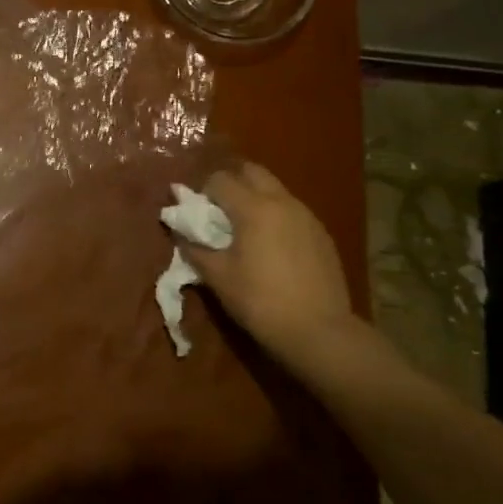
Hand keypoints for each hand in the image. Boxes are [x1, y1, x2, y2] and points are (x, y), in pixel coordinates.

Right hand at [180, 162, 357, 365]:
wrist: (319, 331)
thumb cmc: (260, 301)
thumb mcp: (218, 277)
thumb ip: (194, 248)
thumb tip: (180, 232)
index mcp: (253, 207)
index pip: (220, 179)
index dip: (203, 192)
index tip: (197, 214)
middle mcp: (282, 201)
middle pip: (251, 172)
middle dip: (232, 183)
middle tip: (220, 212)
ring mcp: (306, 216)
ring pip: (275, 190)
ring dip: (255, 198)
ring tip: (246, 230)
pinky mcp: (322, 234)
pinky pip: (292, 211)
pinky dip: (276, 216)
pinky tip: (273, 248)